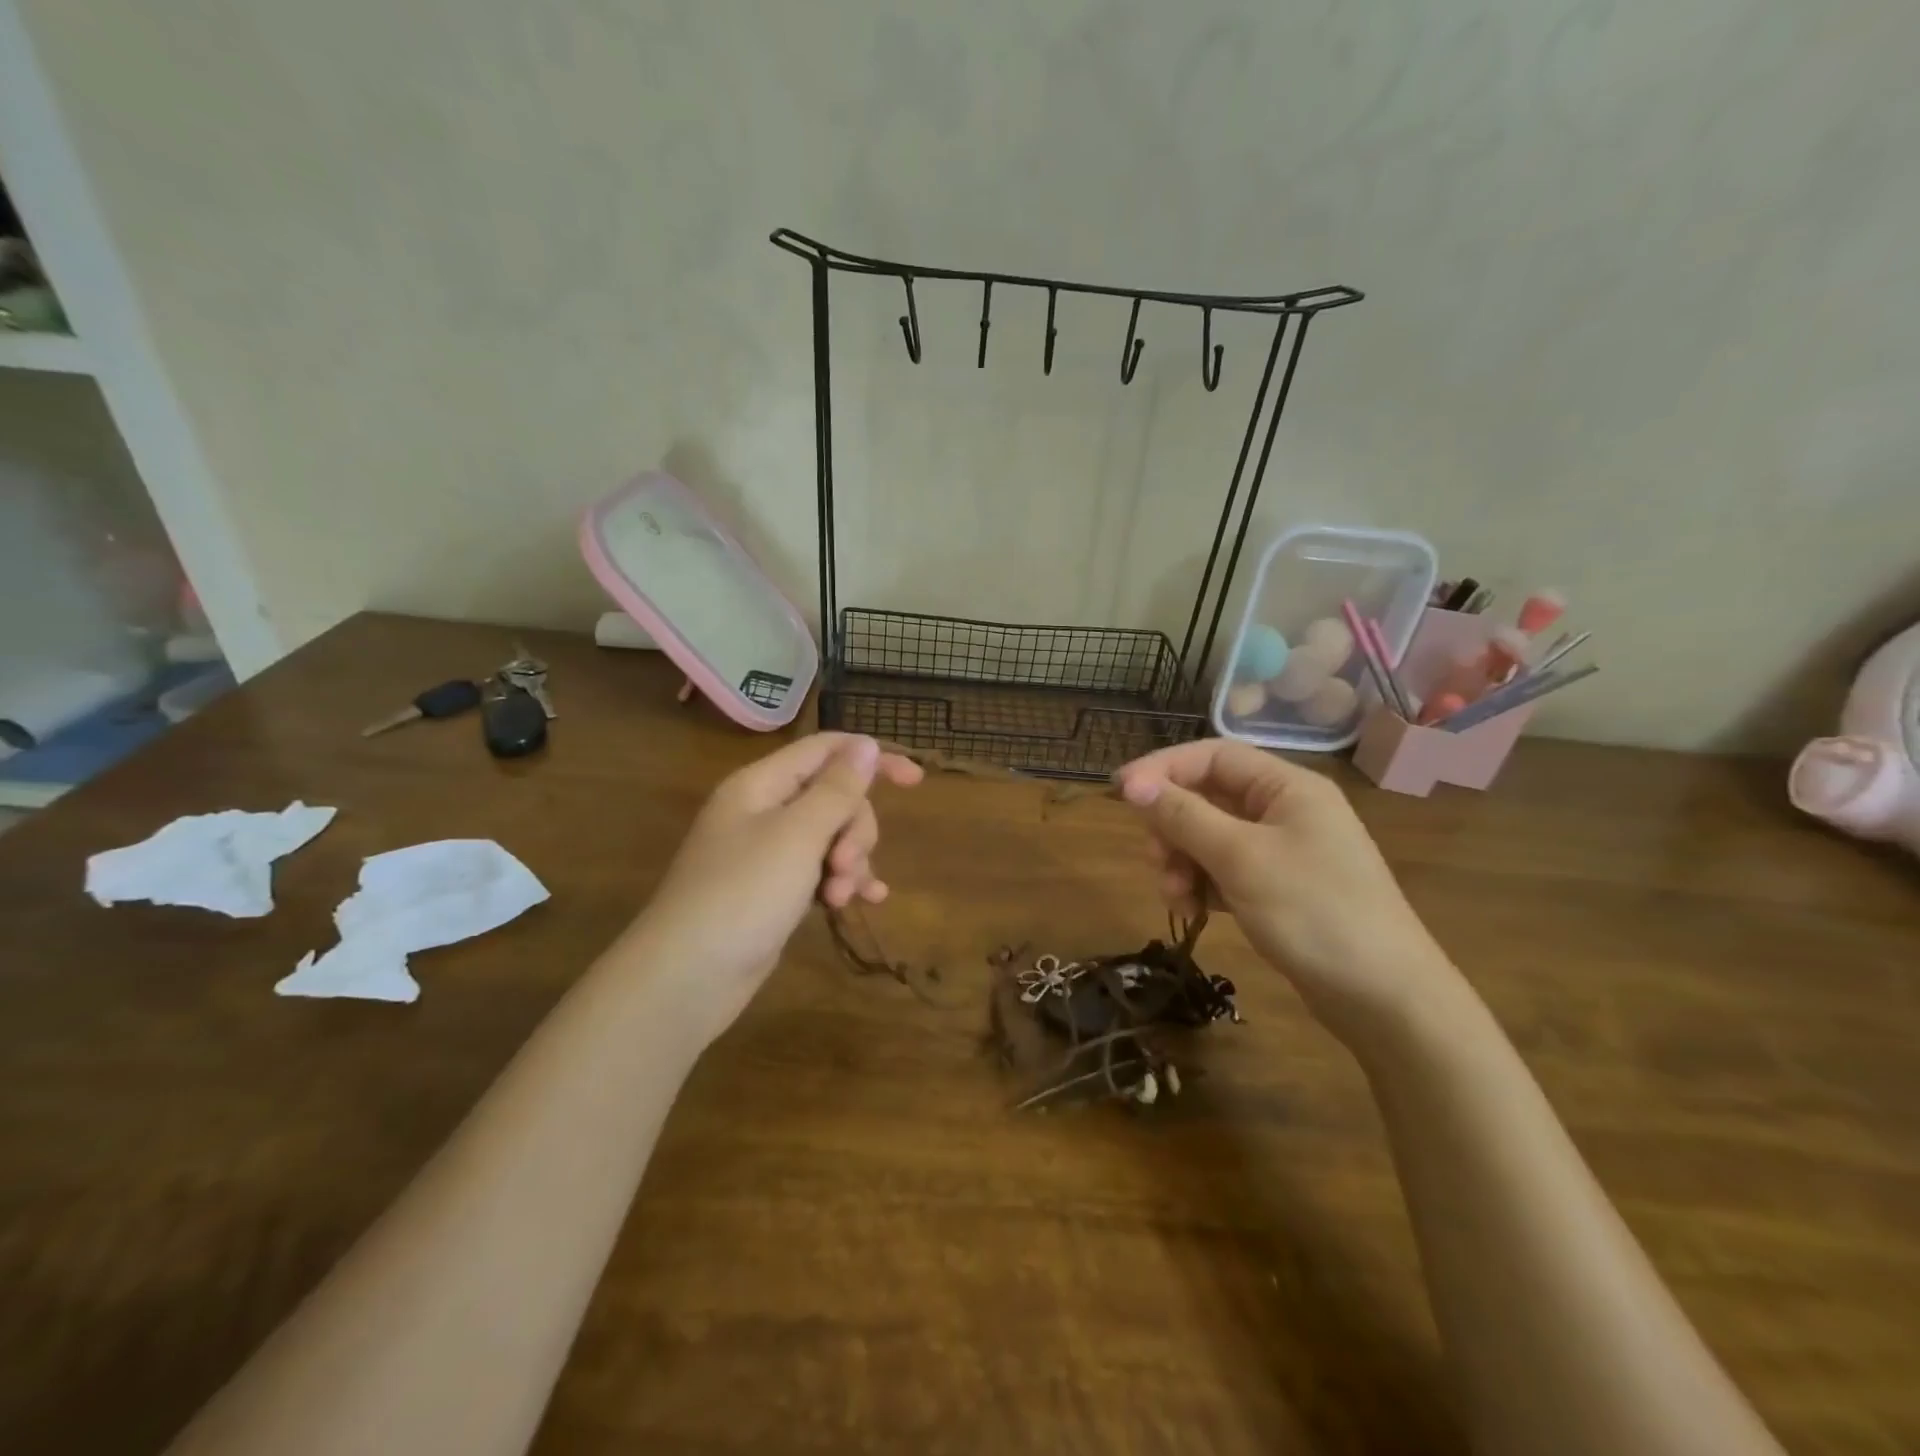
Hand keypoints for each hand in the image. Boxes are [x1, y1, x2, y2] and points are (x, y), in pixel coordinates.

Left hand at [625, 734, 922, 1039]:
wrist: (687, 978)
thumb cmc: (743, 894)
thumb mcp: (798, 835)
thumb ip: (837, 789)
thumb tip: (866, 745)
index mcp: (761, 785)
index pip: (826, 750)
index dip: (872, 758)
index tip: (916, 780)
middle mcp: (764, 811)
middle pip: (834, 798)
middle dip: (855, 828)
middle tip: (847, 864)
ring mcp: (768, 853)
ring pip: (832, 837)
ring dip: (850, 862)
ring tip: (841, 897)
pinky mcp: (774, 890)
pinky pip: (821, 872)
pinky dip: (843, 882)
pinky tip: (867, 901)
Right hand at [1114, 740, 1461, 1041]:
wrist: (1386, 1000)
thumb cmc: (1314, 913)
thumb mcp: (1240, 859)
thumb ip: (1183, 816)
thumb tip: (1132, 783)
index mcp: (1287, 787)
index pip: (1212, 756)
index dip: (1163, 769)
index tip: (1120, 793)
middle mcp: (1285, 810)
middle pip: (1208, 797)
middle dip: (1173, 827)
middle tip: (1154, 860)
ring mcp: (1284, 851)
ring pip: (1211, 837)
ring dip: (1183, 861)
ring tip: (1176, 898)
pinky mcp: (1279, 888)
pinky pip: (1225, 870)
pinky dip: (1203, 884)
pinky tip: (1195, 911)